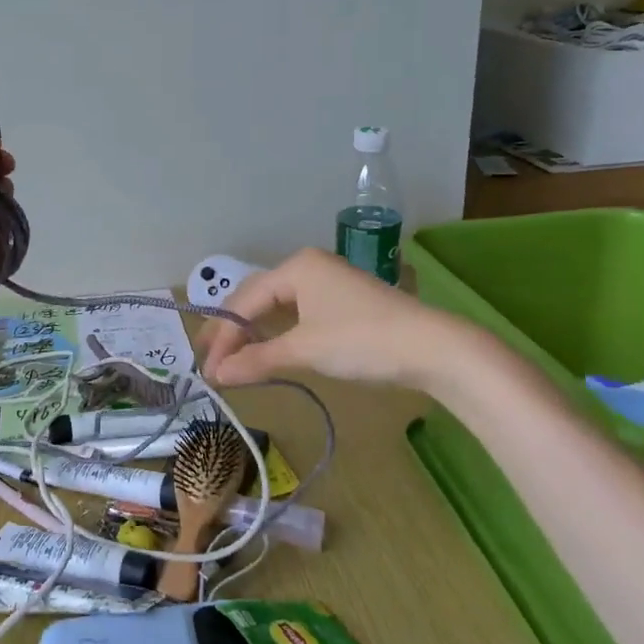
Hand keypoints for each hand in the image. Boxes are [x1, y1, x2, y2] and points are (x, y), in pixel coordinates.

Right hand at [199, 248, 478, 389]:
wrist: (434, 349)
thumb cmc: (363, 341)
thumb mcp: (305, 350)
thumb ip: (257, 360)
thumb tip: (217, 376)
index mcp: (295, 267)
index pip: (244, 302)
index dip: (223, 337)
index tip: (209, 370)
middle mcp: (307, 267)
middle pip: (256, 299)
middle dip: (232, 332)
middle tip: (211, 361)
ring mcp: (326, 283)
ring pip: (275, 307)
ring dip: (253, 333)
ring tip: (232, 358)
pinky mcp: (341, 303)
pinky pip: (295, 314)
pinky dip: (276, 333)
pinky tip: (267, 349)